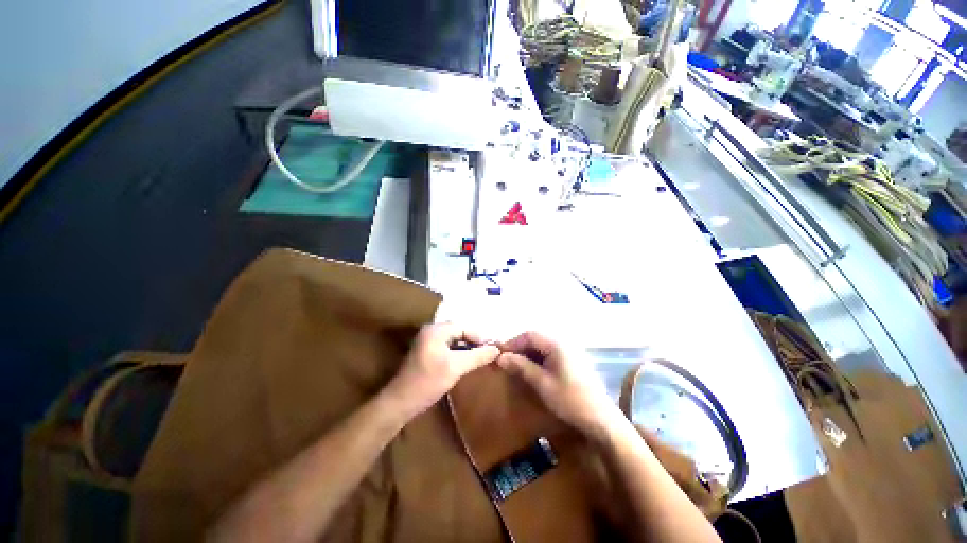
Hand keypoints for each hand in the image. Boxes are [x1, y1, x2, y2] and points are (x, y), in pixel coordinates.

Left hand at [385, 323, 499, 417]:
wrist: (401, 402)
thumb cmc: (428, 382)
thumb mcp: (456, 367)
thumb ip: (477, 356)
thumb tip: (496, 349)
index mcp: (436, 330)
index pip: (463, 327)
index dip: (478, 337)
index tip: (491, 349)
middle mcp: (431, 330)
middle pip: (458, 331)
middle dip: (473, 341)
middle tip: (487, 353)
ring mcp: (427, 340)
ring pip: (454, 339)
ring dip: (466, 347)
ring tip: (480, 357)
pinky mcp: (427, 351)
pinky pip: (447, 346)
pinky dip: (458, 352)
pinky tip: (466, 361)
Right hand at [496, 332, 623, 441]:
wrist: (601, 420)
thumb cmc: (570, 400)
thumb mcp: (542, 383)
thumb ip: (521, 367)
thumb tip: (501, 357)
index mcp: (557, 344)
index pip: (529, 335)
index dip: (513, 342)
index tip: (499, 354)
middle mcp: (563, 343)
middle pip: (536, 339)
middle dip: (519, 348)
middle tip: (506, 361)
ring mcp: (569, 352)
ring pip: (542, 347)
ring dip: (528, 354)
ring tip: (516, 366)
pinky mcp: (572, 361)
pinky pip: (550, 354)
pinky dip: (538, 359)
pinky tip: (532, 370)